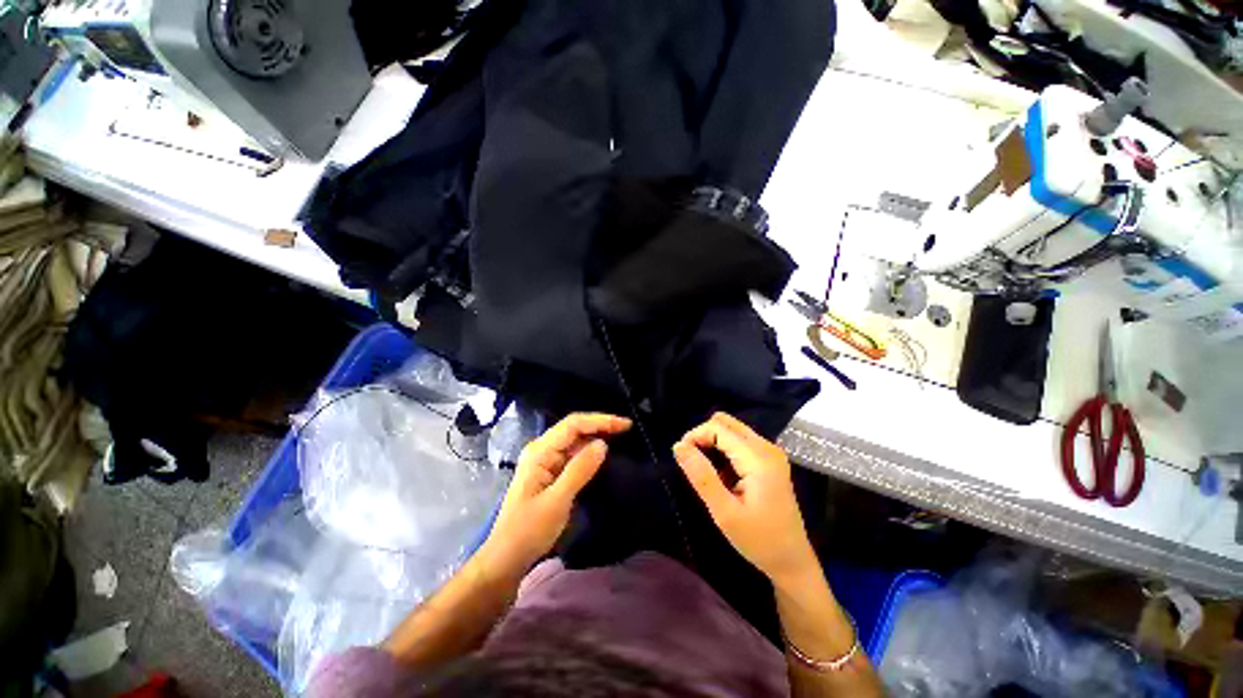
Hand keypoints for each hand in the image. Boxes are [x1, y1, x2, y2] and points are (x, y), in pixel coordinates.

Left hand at [481, 413, 630, 573]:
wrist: (506, 558)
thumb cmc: (528, 530)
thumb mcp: (557, 501)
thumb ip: (580, 470)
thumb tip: (603, 443)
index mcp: (540, 451)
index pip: (573, 424)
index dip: (600, 421)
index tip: (625, 425)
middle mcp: (542, 450)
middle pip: (574, 428)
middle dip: (600, 425)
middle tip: (626, 428)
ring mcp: (545, 461)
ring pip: (574, 440)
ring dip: (595, 436)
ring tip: (620, 436)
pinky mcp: (550, 472)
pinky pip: (572, 454)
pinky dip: (589, 451)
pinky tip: (601, 454)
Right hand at [673, 412, 817, 585]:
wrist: (792, 562)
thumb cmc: (758, 541)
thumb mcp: (724, 513)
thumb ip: (701, 476)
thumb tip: (678, 446)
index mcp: (758, 458)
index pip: (718, 428)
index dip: (695, 436)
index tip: (681, 457)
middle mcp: (766, 447)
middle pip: (725, 422)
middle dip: (703, 436)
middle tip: (693, 463)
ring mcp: (770, 452)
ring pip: (732, 430)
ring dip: (713, 443)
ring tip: (707, 473)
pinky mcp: (769, 459)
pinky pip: (739, 441)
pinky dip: (724, 450)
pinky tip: (723, 476)